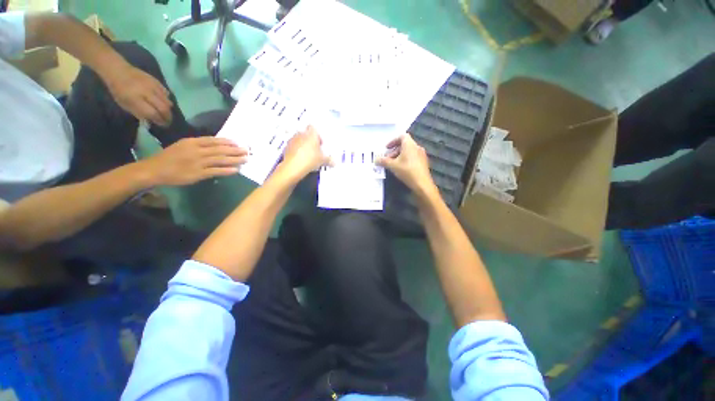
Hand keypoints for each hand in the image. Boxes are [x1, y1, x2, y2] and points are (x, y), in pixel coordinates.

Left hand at [105, 63, 173, 126]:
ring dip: (168, 109)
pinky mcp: (156, 81)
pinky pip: (166, 93)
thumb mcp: (124, 104)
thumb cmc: (118, 90)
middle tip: (167, 121)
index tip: (162, 125)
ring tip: (165, 112)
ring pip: (167, 101)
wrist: (118, 70)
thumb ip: (139, 113)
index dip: (159, 120)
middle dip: (167, 116)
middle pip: (163, 108)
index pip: (153, 113)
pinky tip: (163, 101)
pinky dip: (166, 99)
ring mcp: (152, 86)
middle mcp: (146, 92)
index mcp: (135, 99)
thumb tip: (151, 121)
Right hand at [141, 137, 247, 185]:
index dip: (227, 142)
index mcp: (192, 142)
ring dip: (235, 159)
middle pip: (220, 150)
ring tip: (246, 159)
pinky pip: (215, 171)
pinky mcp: (198, 173)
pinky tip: (236, 170)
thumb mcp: (182, 146)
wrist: (155, 170)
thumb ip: (198, 145)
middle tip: (247, 151)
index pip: (213, 141)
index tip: (237, 142)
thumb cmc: (169, 157)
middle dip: (235, 150)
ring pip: (220, 160)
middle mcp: (197, 151)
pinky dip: (226, 170)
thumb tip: (216, 146)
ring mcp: (198, 162)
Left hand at [280, 126, 329, 180]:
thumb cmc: (310, 160)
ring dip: (303, 146)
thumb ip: (329, 160)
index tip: (320, 143)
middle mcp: (301, 134)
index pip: (314, 128)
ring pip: (299, 140)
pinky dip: (297, 151)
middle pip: (307, 134)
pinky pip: (293, 147)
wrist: (293, 167)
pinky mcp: (286, 147)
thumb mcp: (323, 161)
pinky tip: (301, 160)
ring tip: (309, 156)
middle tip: (316, 150)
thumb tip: (334, 162)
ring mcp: (292, 140)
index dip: (318, 135)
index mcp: (311, 134)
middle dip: (311, 141)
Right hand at [377, 133, 435, 193]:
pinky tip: (401, 169)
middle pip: (404, 144)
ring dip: (399, 156)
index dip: (393, 141)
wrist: (422, 184)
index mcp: (410, 145)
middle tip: (388, 159)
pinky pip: (413, 157)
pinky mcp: (423, 162)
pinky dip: (406, 160)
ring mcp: (421, 155)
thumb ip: (383, 161)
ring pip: (409, 151)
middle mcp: (417, 147)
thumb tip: (375, 160)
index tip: (387, 148)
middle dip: (394, 151)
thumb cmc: (407, 171)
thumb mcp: (392, 166)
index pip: (402, 136)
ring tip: (393, 165)